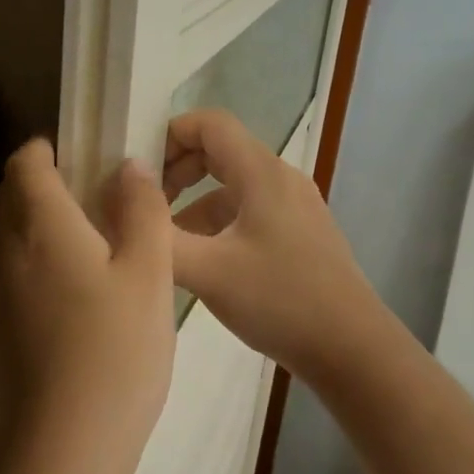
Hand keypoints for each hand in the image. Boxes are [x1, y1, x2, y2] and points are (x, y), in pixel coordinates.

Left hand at [0, 139, 176, 473]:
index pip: (25, 163)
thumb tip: (128, 168)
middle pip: (13, 196)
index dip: (49, 149)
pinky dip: (40, 258)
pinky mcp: (2, 326)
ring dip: (44, 222)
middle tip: (99, 193)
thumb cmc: (117, 348)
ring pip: (13, 235)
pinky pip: (16, 270)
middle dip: (46, 182)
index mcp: (42, 227)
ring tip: (97, 239)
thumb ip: (141, 210)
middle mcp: (8, 251)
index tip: (86, 153)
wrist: (69, 441)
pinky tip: (82, 287)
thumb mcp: (148, 271)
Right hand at [162, 110, 386, 385]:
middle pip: (219, 151)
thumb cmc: (279, 301)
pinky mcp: (299, 235)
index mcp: (262, 173)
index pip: (209, 123)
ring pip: (231, 187)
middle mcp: (281, 179)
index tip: (138, 171)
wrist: (351, 349)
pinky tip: (200, 264)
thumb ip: (158, 234)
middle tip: (145, 206)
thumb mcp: (207, 271)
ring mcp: (294, 208)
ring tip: (164, 243)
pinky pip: (248, 213)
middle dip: (176, 172)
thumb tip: (121, 198)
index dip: (168, 134)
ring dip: (193, 204)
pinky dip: (217, 225)